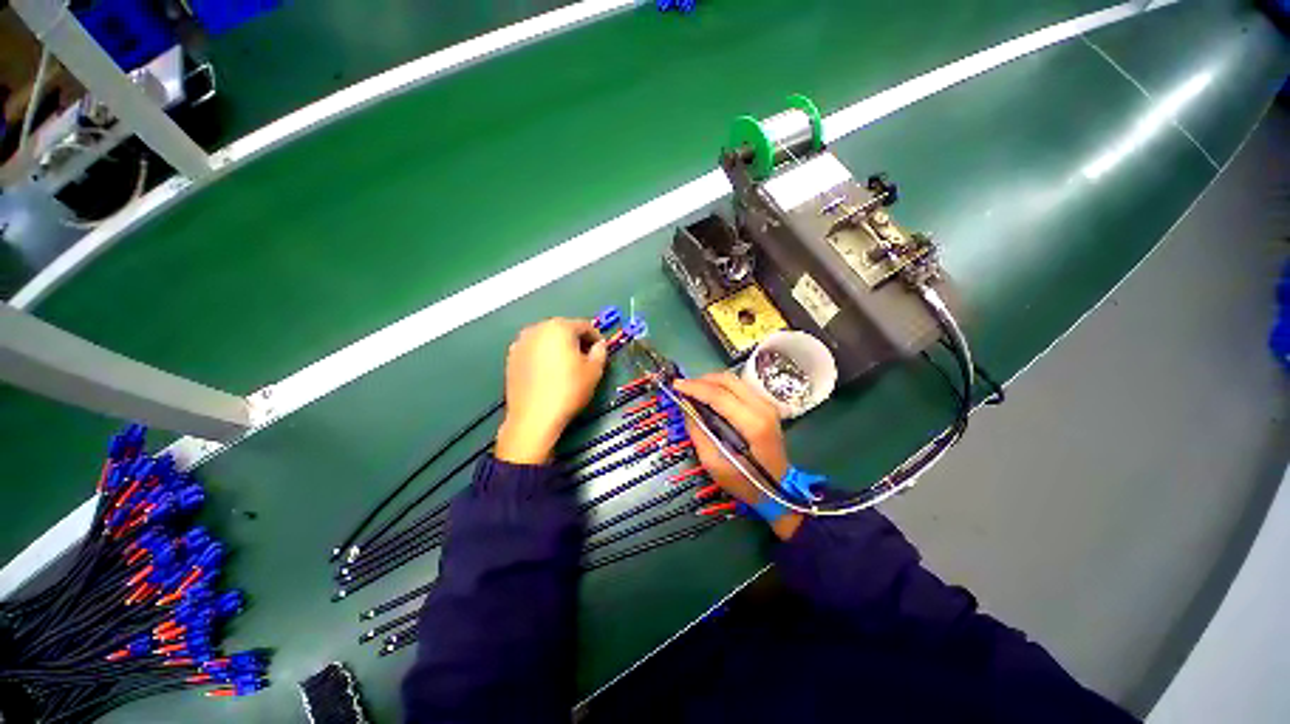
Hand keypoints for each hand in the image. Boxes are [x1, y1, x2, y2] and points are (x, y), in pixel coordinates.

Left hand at [496, 318, 608, 463]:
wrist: (534, 417)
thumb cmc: (568, 390)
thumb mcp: (594, 371)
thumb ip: (600, 352)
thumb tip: (599, 345)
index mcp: (559, 327)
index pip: (584, 325)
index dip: (596, 337)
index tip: (601, 350)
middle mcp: (537, 329)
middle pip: (563, 329)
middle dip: (576, 340)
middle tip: (586, 358)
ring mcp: (521, 342)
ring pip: (547, 339)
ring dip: (559, 347)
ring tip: (567, 366)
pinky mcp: (511, 358)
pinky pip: (534, 350)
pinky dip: (544, 355)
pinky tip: (550, 373)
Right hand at [673, 374, 802, 539]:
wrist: (778, 491)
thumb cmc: (746, 482)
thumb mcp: (714, 464)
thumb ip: (699, 433)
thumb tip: (687, 408)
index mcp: (753, 424)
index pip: (719, 395)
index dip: (694, 387)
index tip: (675, 385)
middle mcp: (763, 408)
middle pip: (728, 381)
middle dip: (701, 380)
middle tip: (682, 387)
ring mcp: (767, 405)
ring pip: (734, 380)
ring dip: (710, 381)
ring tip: (692, 390)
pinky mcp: (766, 406)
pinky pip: (739, 387)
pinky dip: (721, 387)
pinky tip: (709, 395)